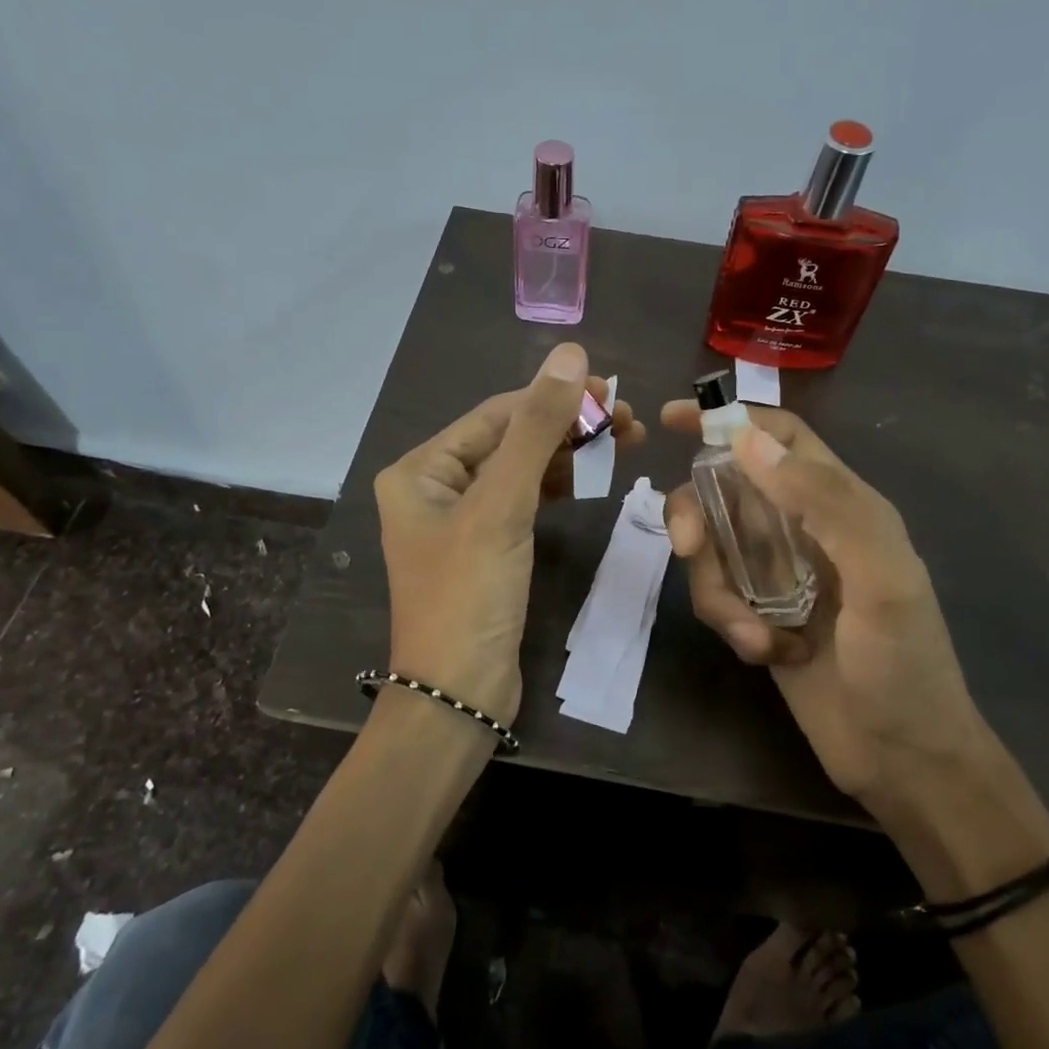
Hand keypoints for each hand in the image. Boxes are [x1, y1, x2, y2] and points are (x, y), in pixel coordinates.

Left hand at [377, 344, 643, 724]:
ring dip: (568, 454)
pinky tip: (590, 477)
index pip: (495, 415)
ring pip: (521, 470)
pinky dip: (557, 486)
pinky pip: (523, 502)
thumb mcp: (502, 506)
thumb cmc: (469, 595)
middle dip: (567, 426)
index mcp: (420, 470)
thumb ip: (537, 429)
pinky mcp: (487, 549)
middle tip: (628, 420)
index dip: (553, 398)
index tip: (611, 389)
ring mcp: (461, 521)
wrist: (459, 694)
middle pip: (509, 440)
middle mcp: (434, 488)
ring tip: (623, 442)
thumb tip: (570, 354)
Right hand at [660, 402, 986, 813]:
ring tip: (754, 636)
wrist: (903, 759)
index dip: (730, 419)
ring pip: (713, 550)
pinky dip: (731, 623)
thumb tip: (748, 440)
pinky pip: (718, 597)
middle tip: (689, 549)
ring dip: (718, 591)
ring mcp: (777, 575)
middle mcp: (803, 529)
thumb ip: (823, 502)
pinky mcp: (759, 616)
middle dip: (698, 516)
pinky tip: (765, 654)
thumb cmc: (905, 665)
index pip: (780, 439)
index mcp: (841, 503)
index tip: (673, 420)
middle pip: (725, 491)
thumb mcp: (880, 578)